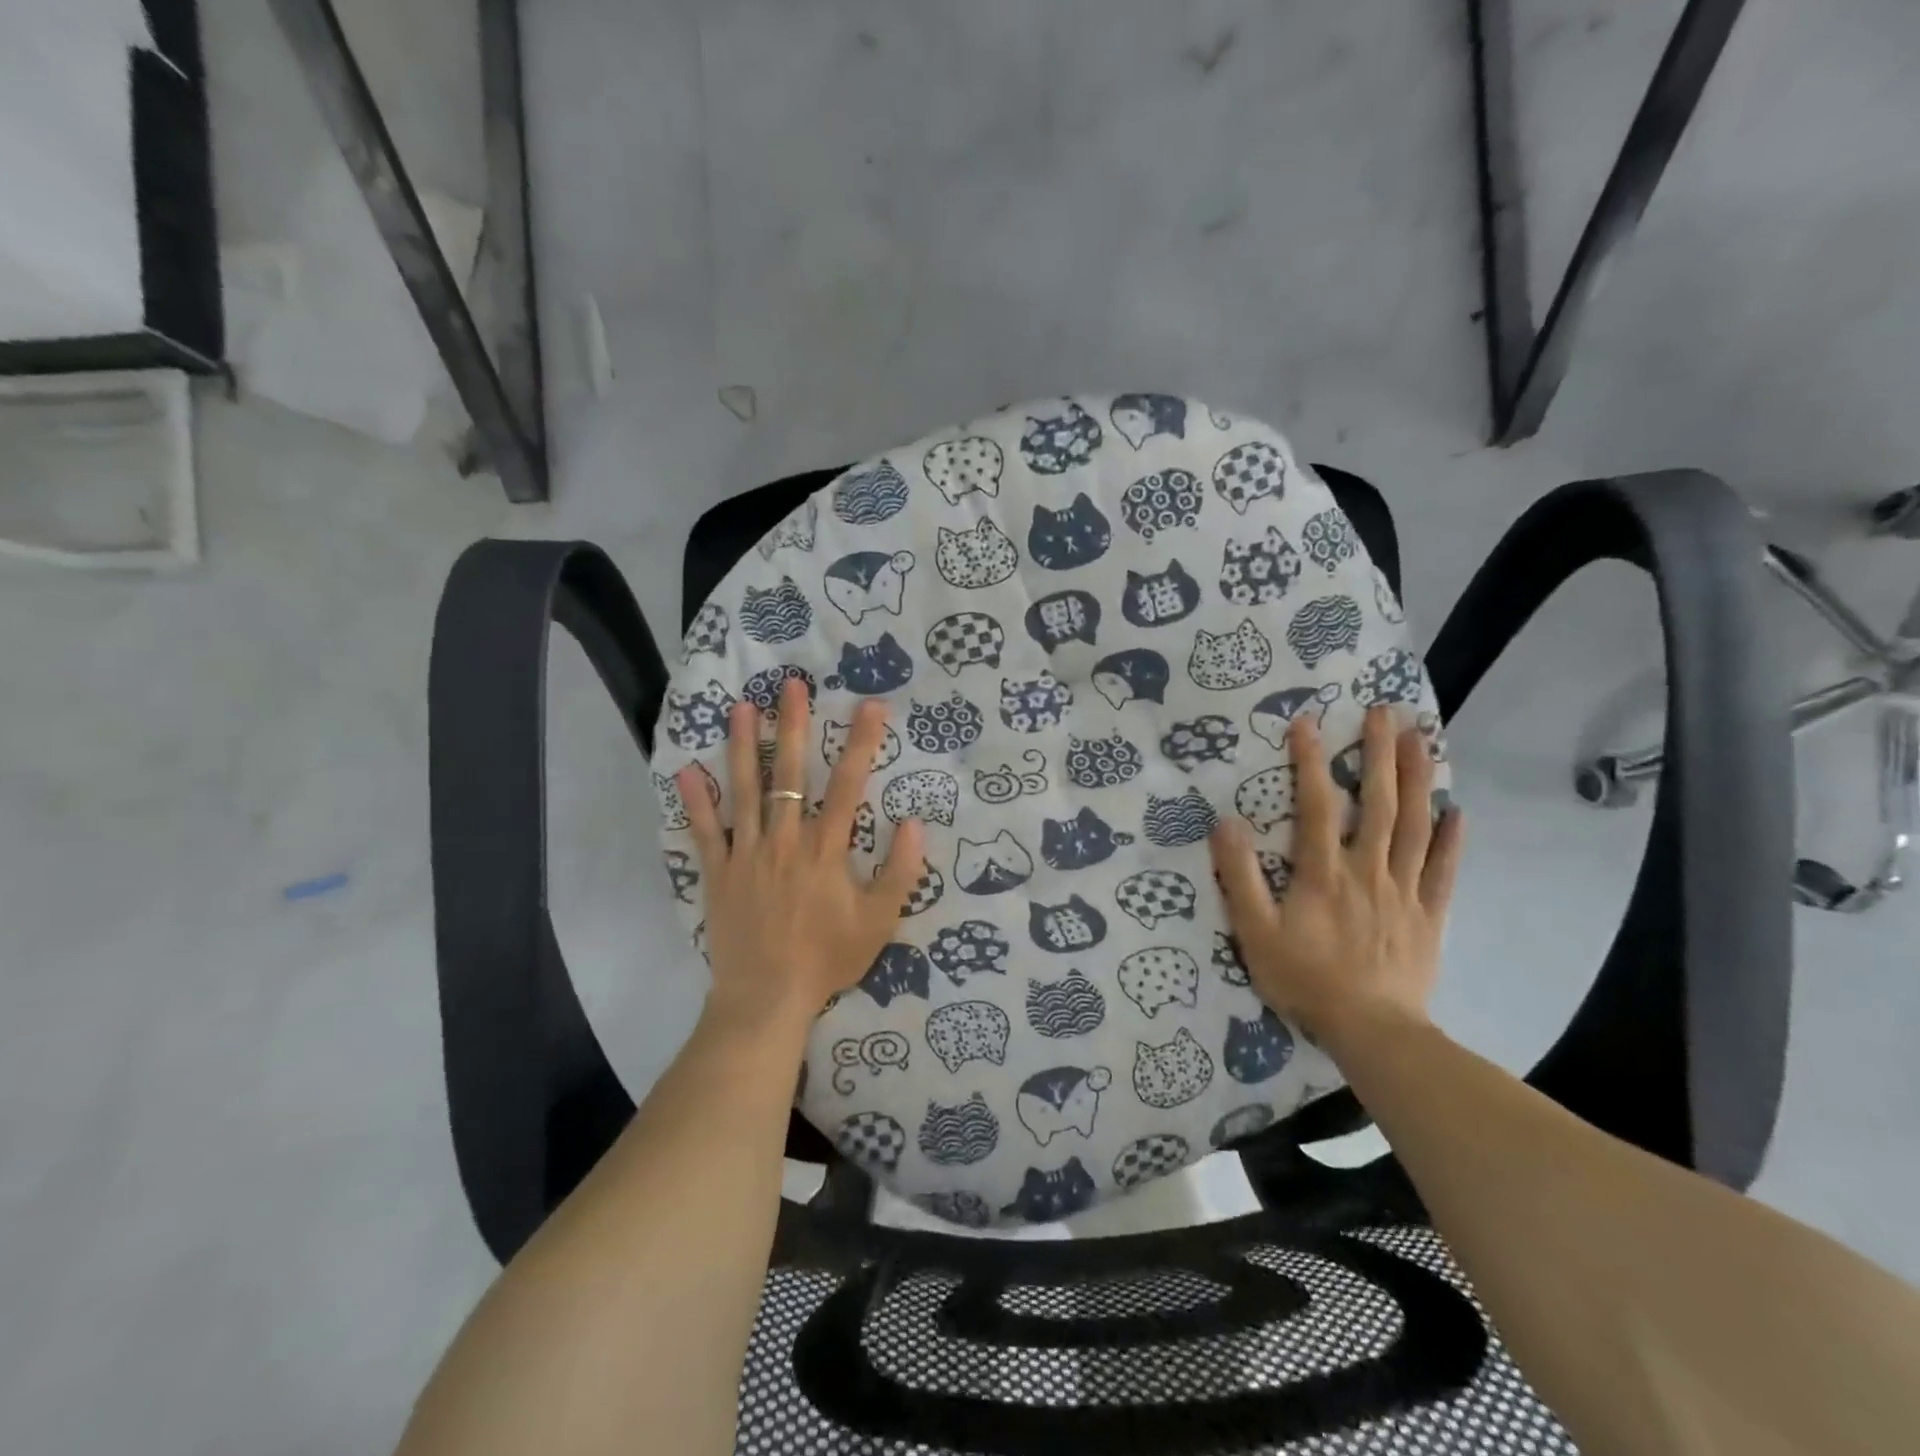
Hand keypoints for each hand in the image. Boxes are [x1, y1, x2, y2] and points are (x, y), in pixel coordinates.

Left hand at [679, 681, 923, 1040]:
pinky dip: (695, 803)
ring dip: (742, 746)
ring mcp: (747, 853)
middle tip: (791, 685)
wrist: (768, 998)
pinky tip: (686, 771)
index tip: (871, 706)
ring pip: (745, 790)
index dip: (862, 742)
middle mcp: (785, 839)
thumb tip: (912, 822)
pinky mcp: (719, 873)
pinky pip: (705, 832)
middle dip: (792, 726)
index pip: (849, 784)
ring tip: (740, 708)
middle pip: (789, 773)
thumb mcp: (880, 921)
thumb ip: (900, 871)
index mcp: (826, 849)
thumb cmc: (828, 958)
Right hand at [1208, 706, 1463, 1050]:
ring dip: (1419, 779)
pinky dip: (1453, 839)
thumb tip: (1226, 823)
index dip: (1310, 761)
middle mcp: (1368, 869)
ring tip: (1423, 740)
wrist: (1372, 1031)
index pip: (1317, 804)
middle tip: (1386, 712)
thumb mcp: (1255, 931)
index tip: (1308, 722)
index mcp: (1324, 871)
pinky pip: (1444, 870)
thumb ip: (1240, 876)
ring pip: (1416, 826)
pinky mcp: (1428, 915)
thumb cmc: (1306, 979)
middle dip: (1380, 753)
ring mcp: (1404, 890)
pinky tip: (1458, 810)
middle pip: (1379, 802)